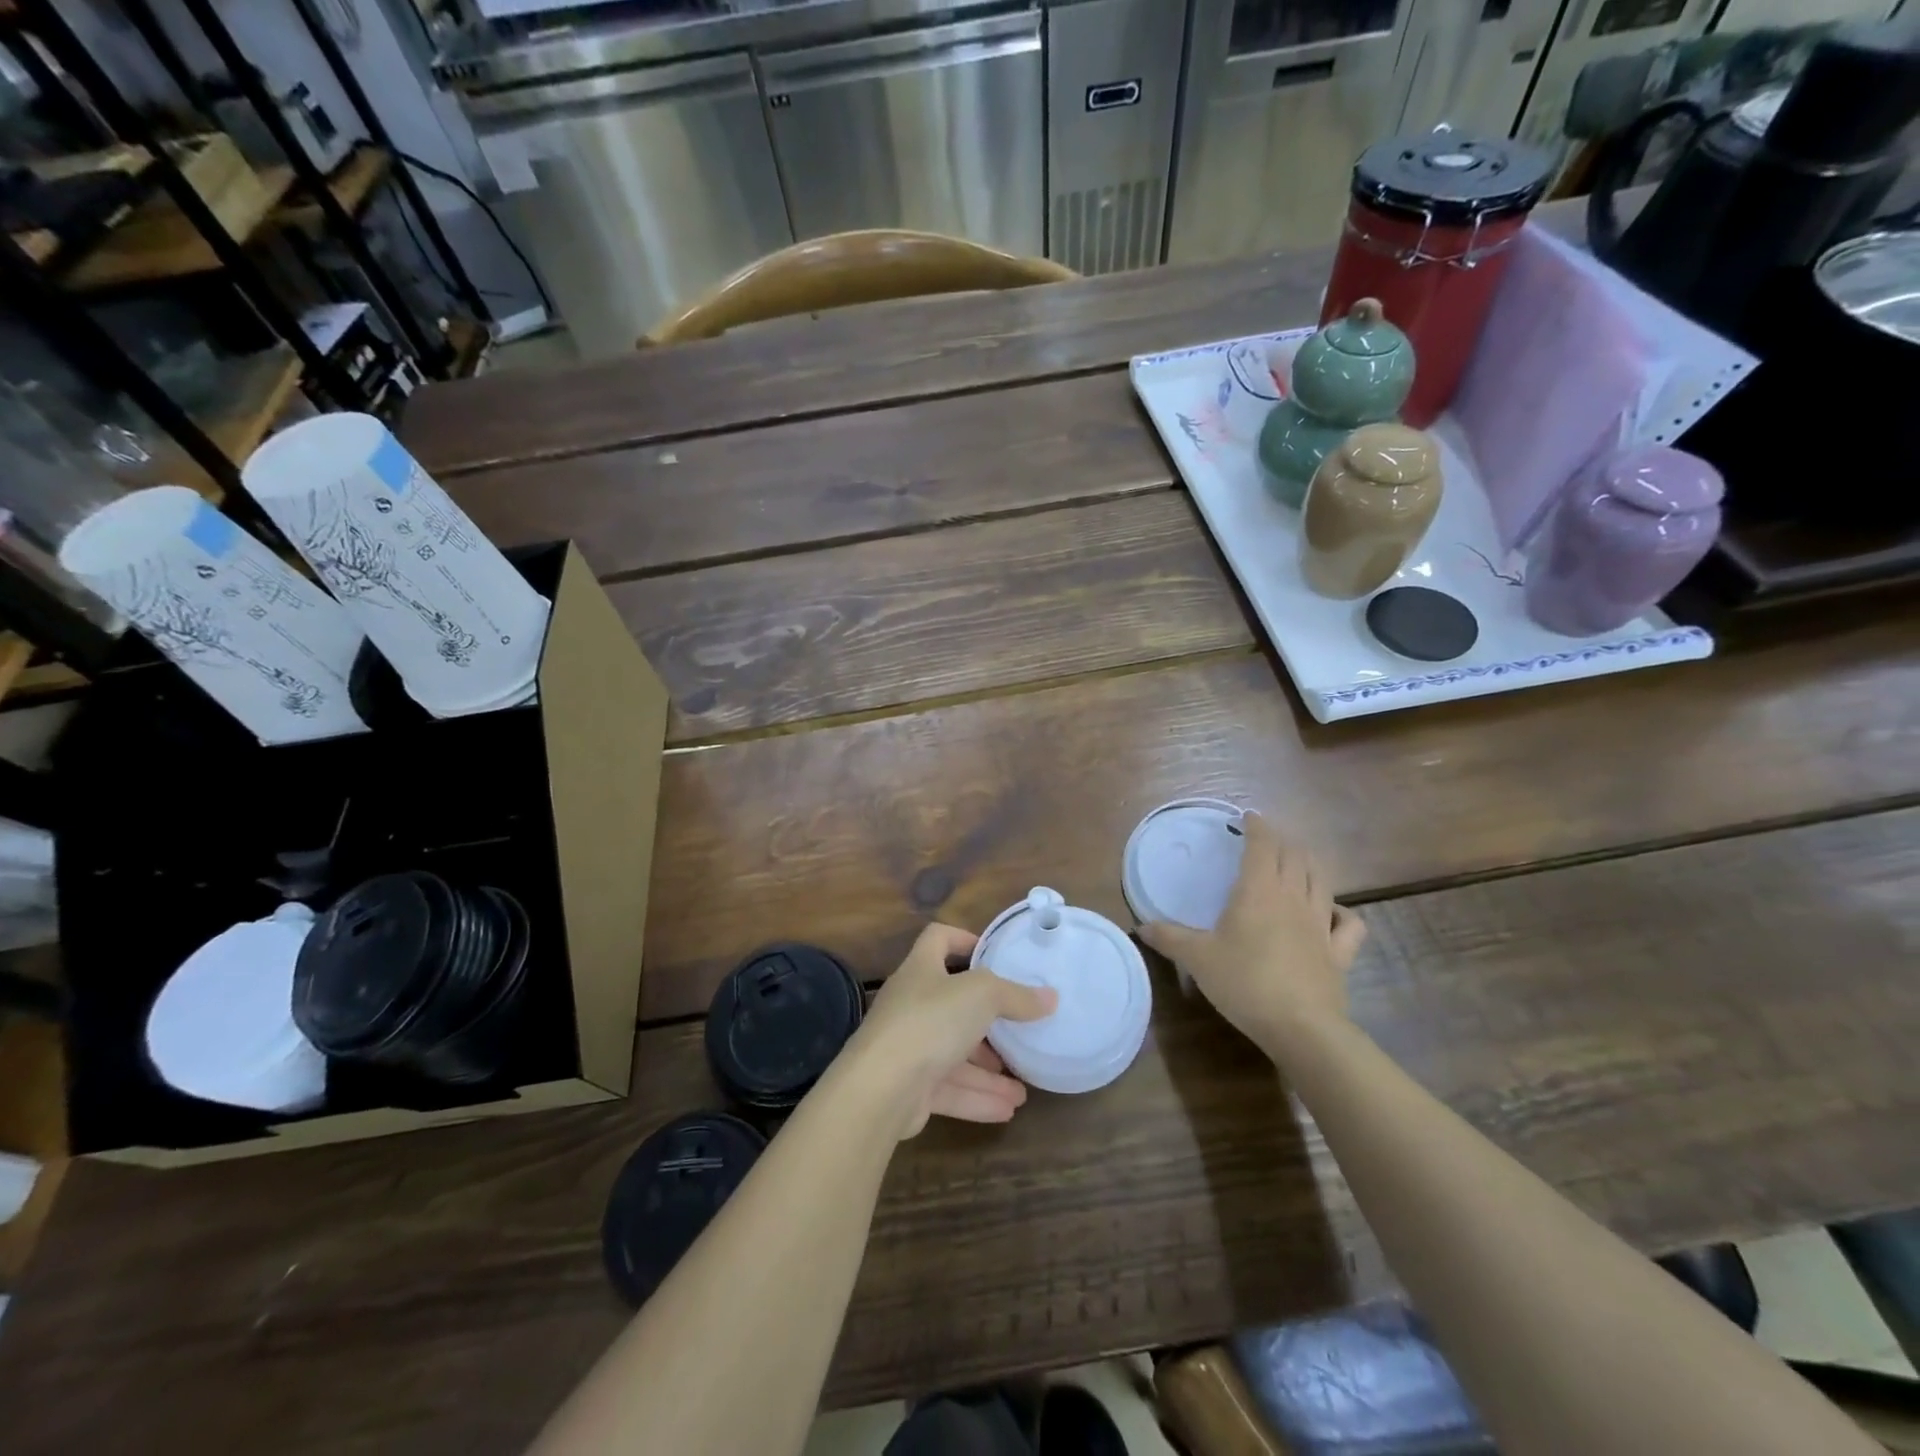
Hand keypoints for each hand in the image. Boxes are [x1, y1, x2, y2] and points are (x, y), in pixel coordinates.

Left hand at [845, 923, 1057, 1139]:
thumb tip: (1050, 998)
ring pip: (954, 1054)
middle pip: (952, 1005)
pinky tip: (1008, 1110)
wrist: (880, 1088)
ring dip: (988, 1071)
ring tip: (1023, 1088)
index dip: (964, 940)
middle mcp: (911, 1004)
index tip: (995, 956)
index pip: (938, 939)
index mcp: (921, 969)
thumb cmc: (930, 1022)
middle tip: (1018, 1032)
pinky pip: (950, 1089)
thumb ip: (1016, 996)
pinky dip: (978, 1098)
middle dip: (987, 1022)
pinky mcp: (909, 1088)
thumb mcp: (982, 996)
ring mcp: (908, 1048)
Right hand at [1139, 812, 1365, 1056]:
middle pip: (1295, 856)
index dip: (1257, 827)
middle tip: (1267, 840)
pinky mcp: (1339, 952)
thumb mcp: (1198, 959)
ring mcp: (1321, 924)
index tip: (1248, 817)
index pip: (1262, 845)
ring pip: (1322, 880)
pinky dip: (1342, 912)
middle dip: (1282, 841)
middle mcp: (1293, 898)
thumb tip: (1140, 927)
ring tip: (1298, 862)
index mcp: (1258, 891)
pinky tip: (1333, 913)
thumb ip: (1169, 938)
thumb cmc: (1244, 982)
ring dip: (1310, 864)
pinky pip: (1349, 924)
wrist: (1301, 1027)